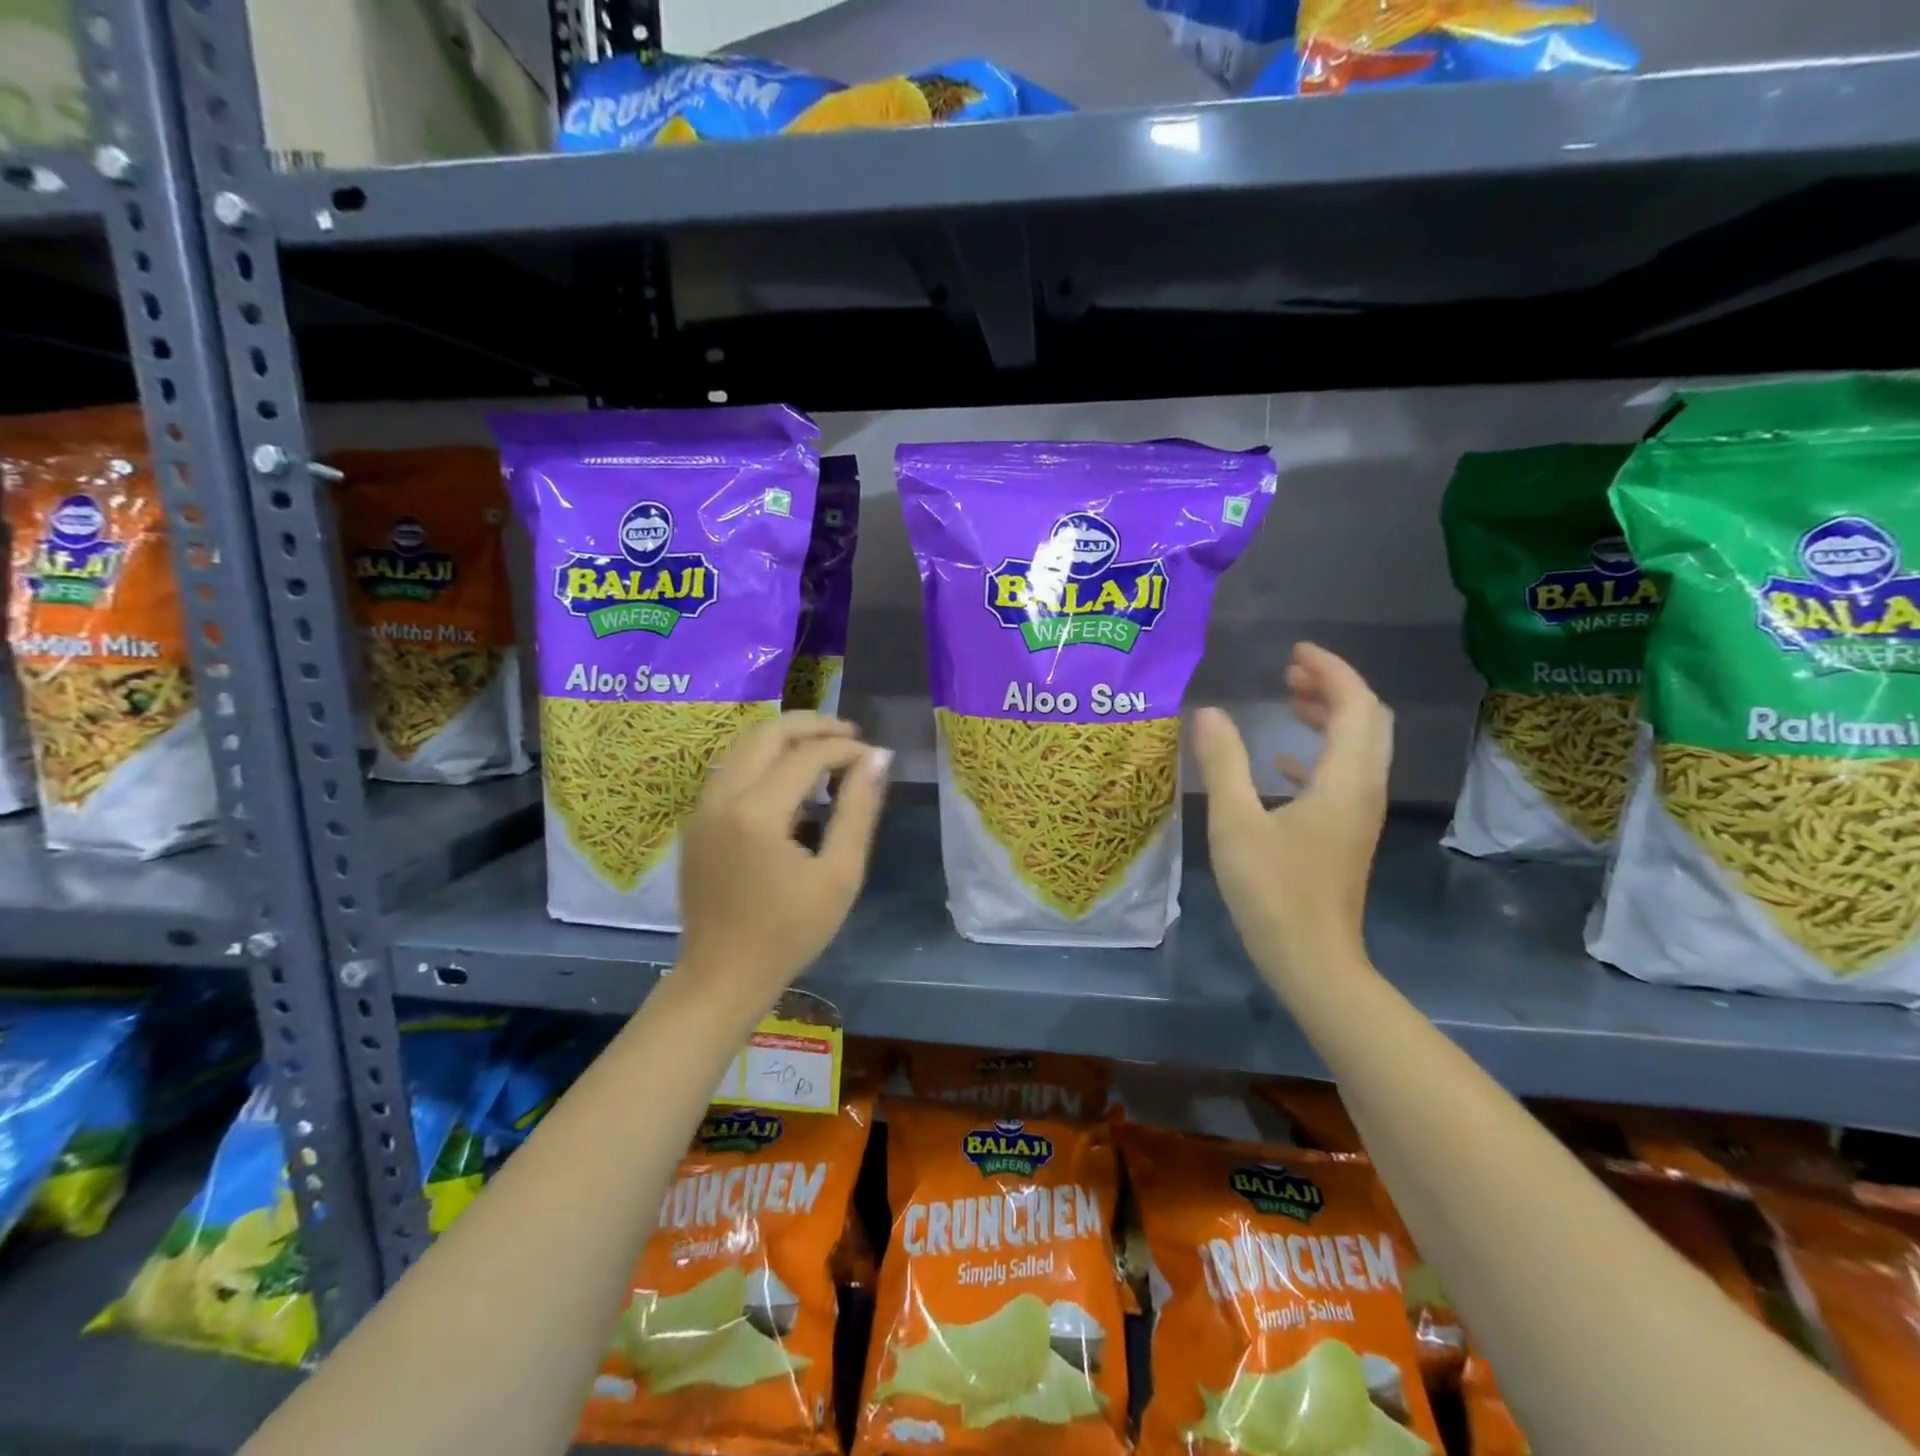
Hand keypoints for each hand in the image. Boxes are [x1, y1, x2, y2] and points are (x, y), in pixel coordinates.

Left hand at [678, 713, 891, 1009]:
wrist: (722, 976)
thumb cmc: (789, 933)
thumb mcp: (839, 874)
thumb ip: (859, 810)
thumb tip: (879, 757)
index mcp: (756, 812)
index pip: (807, 755)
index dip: (847, 749)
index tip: (876, 759)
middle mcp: (722, 797)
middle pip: (767, 733)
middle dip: (813, 726)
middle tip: (851, 736)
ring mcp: (702, 807)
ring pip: (745, 745)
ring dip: (787, 739)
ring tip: (827, 754)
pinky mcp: (697, 821)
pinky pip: (733, 769)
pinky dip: (765, 760)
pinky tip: (794, 783)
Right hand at [1194, 643, 1392, 986]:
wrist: (1312, 960)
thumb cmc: (1273, 891)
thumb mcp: (1236, 824)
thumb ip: (1223, 763)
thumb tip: (1208, 712)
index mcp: (1345, 780)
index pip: (1355, 704)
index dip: (1330, 670)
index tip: (1295, 652)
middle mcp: (1363, 789)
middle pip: (1368, 720)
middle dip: (1334, 687)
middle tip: (1290, 672)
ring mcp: (1358, 814)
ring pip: (1359, 747)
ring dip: (1330, 717)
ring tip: (1289, 701)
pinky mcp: (1346, 833)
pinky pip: (1344, 776)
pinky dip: (1320, 754)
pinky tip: (1283, 762)